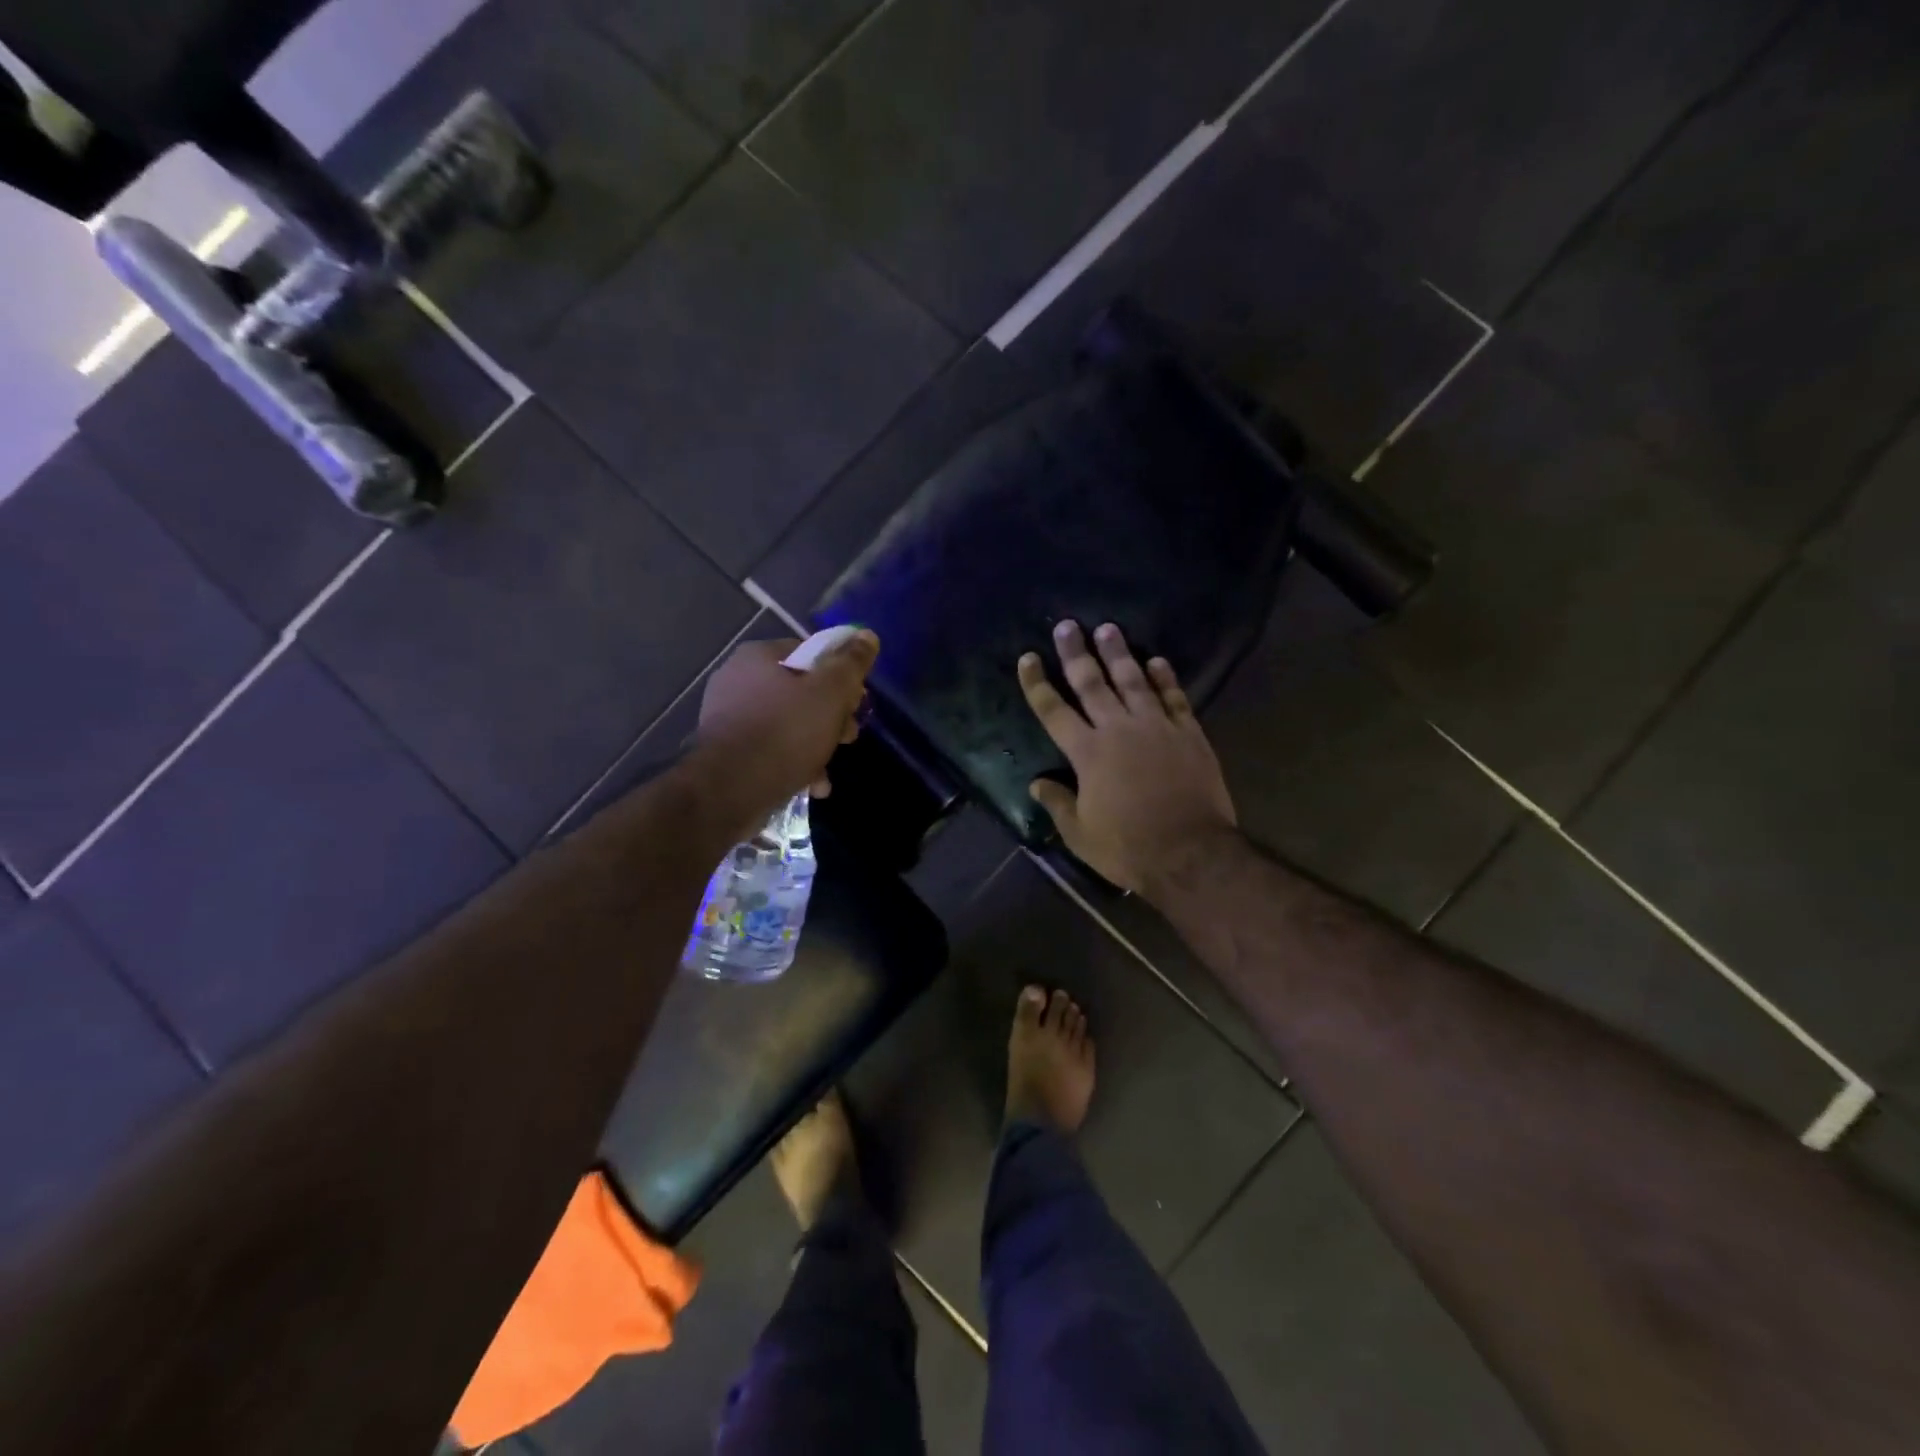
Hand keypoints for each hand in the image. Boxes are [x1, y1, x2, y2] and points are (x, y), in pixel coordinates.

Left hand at [693, 631, 878, 837]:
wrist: (730, 791)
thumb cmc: (785, 732)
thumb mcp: (830, 693)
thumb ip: (851, 663)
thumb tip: (866, 635)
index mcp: (758, 657)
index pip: (810, 653)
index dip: (840, 676)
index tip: (856, 702)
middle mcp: (737, 680)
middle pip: (800, 691)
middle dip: (830, 716)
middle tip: (847, 736)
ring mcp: (728, 718)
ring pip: (787, 724)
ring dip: (815, 744)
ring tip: (828, 768)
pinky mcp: (726, 752)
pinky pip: (770, 750)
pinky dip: (793, 763)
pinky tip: (811, 784)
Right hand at [1019, 621, 1236, 895]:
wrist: (1190, 853)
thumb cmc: (1128, 847)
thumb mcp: (1080, 834)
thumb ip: (1057, 804)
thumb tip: (1036, 784)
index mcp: (1087, 753)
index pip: (1053, 710)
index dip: (1037, 683)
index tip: (1028, 658)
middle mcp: (1118, 729)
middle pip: (1092, 683)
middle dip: (1076, 654)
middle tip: (1067, 626)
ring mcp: (1156, 727)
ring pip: (1133, 680)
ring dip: (1119, 654)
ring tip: (1108, 629)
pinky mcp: (1188, 733)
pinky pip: (1174, 697)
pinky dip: (1165, 678)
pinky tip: (1157, 660)